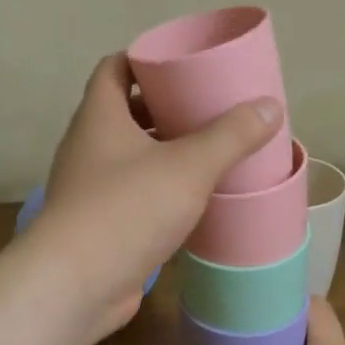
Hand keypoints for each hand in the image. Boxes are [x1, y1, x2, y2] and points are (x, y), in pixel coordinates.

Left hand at [29, 54, 281, 340]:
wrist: (75, 286)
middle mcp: (88, 144)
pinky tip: (191, 195)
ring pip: (129, 153)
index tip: (182, 63)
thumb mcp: (189, 166)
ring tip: (207, 147)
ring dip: (163, 148)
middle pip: (125, 110)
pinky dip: (158, 185)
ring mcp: (89, 185)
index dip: (145, 59)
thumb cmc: (127, 208)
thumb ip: (230, 135)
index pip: (114, 67)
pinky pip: (131, 189)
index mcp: (99, 116)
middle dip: (164, 105)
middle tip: (207, 105)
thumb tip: (270, 106)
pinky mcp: (98, 222)